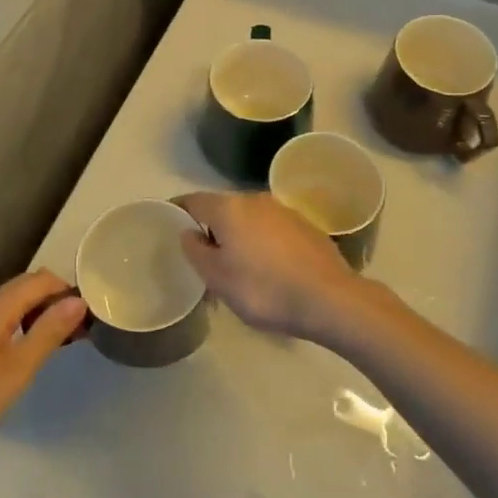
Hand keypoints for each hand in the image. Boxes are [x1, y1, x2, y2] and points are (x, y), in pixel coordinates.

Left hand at [0, 271, 87, 465]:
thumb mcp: (17, 369)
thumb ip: (48, 333)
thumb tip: (78, 300)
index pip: (39, 280)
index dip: (66, 289)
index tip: (88, 315)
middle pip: (26, 287)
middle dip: (56, 299)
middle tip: (79, 329)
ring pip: (14, 305)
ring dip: (41, 314)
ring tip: (61, 341)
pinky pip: (4, 322)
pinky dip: (25, 327)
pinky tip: (30, 355)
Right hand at [172, 191, 378, 344]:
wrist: (329, 298)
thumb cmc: (264, 289)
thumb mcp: (218, 278)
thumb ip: (196, 251)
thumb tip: (188, 232)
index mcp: (229, 208)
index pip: (193, 200)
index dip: (177, 210)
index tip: (167, 223)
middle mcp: (255, 199)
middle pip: (222, 209)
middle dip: (210, 229)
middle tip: (202, 258)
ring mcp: (283, 210)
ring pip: (248, 219)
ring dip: (237, 237)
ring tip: (235, 267)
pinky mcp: (304, 225)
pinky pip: (270, 229)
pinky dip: (261, 242)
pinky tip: (265, 268)